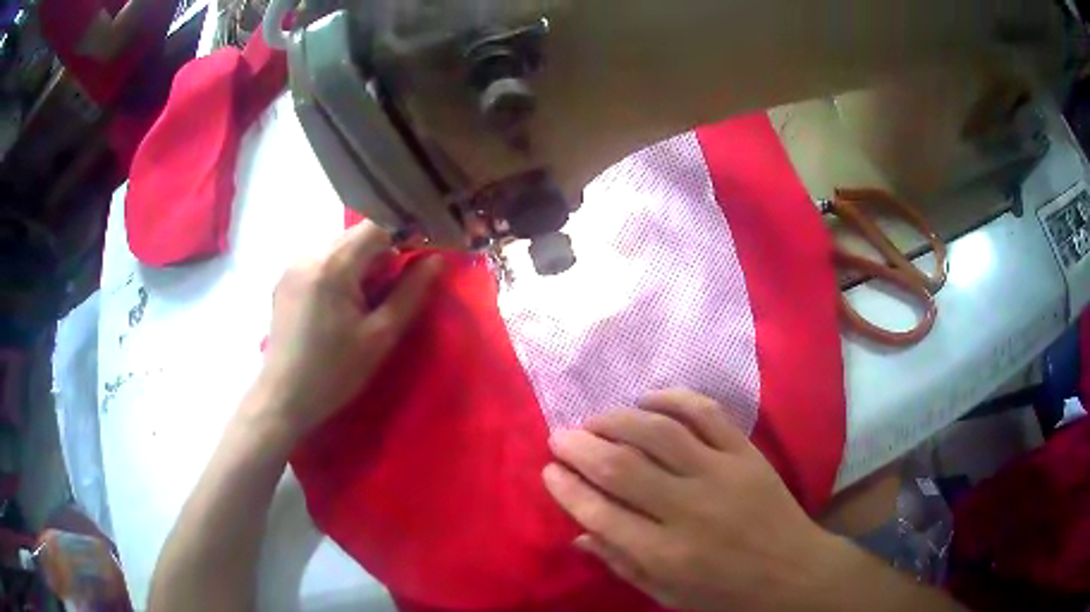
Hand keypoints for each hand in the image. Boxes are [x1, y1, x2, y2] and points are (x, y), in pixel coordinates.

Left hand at [256, 220, 441, 435]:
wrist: (284, 398)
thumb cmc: (335, 372)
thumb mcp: (381, 336)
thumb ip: (411, 293)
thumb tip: (437, 260)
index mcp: (333, 264)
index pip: (377, 226)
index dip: (402, 238)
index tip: (415, 264)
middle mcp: (309, 253)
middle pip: (355, 236)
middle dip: (378, 256)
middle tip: (387, 294)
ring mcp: (292, 265)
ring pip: (338, 248)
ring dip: (358, 265)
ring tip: (361, 305)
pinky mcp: (284, 279)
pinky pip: (320, 261)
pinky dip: (337, 272)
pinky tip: (337, 307)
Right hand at [543, 389, 846, 611]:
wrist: (792, 572)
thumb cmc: (725, 593)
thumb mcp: (668, 595)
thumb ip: (621, 564)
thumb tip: (578, 533)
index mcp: (665, 554)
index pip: (600, 513)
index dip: (567, 488)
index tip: (548, 470)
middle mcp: (689, 510)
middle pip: (622, 467)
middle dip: (580, 447)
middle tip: (559, 436)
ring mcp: (722, 474)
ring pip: (659, 432)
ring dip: (617, 420)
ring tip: (596, 420)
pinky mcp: (746, 453)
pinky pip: (706, 412)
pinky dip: (672, 399)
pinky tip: (647, 400)